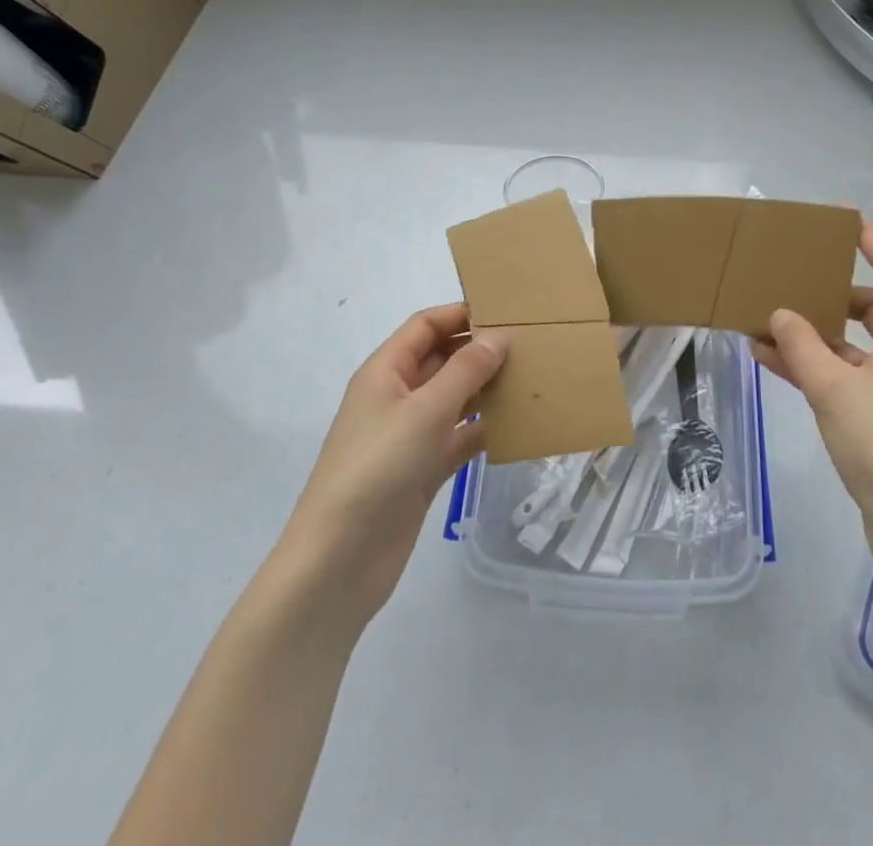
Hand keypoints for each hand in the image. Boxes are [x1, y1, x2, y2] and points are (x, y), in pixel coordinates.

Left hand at [276, 304, 504, 630]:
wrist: (340, 560)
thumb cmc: (378, 468)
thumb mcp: (425, 410)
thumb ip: (466, 370)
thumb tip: (499, 336)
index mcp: (385, 371)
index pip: (426, 325)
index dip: (461, 313)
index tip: (507, 311)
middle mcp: (397, 396)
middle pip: (442, 359)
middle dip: (481, 350)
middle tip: (530, 345)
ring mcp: (410, 435)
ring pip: (455, 398)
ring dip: (487, 389)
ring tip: (533, 378)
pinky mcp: (423, 469)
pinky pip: (459, 437)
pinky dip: (485, 429)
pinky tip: (519, 425)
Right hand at [753, 223, 872, 583]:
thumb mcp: (833, 388)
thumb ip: (801, 344)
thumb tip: (781, 312)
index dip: (871, 240)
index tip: (841, 219)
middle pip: (868, 305)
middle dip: (829, 289)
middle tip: (791, 272)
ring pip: (850, 343)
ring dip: (811, 332)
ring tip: (764, 318)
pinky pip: (843, 375)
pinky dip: (813, 366)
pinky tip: (769, 360)